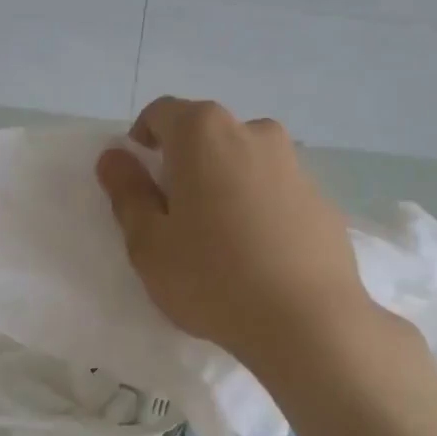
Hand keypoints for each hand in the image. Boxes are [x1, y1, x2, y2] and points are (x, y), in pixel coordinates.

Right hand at [95, 97, 370, 372]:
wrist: (309, 322)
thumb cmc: (213, 278)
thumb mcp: (149, 242)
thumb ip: (128, 192)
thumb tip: (114, 157)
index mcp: (204, 133)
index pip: (162, 113)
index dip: (142, 140)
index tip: (140, 181)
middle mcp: (254, 133)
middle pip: (207, 135)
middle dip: (186, 164)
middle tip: (176, 217)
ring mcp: (294, 165)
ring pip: (244, 162)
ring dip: (225, 185)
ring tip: (221, 240)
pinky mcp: (322, 199)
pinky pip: (276, 191)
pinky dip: (260, 207)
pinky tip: (259, 255)